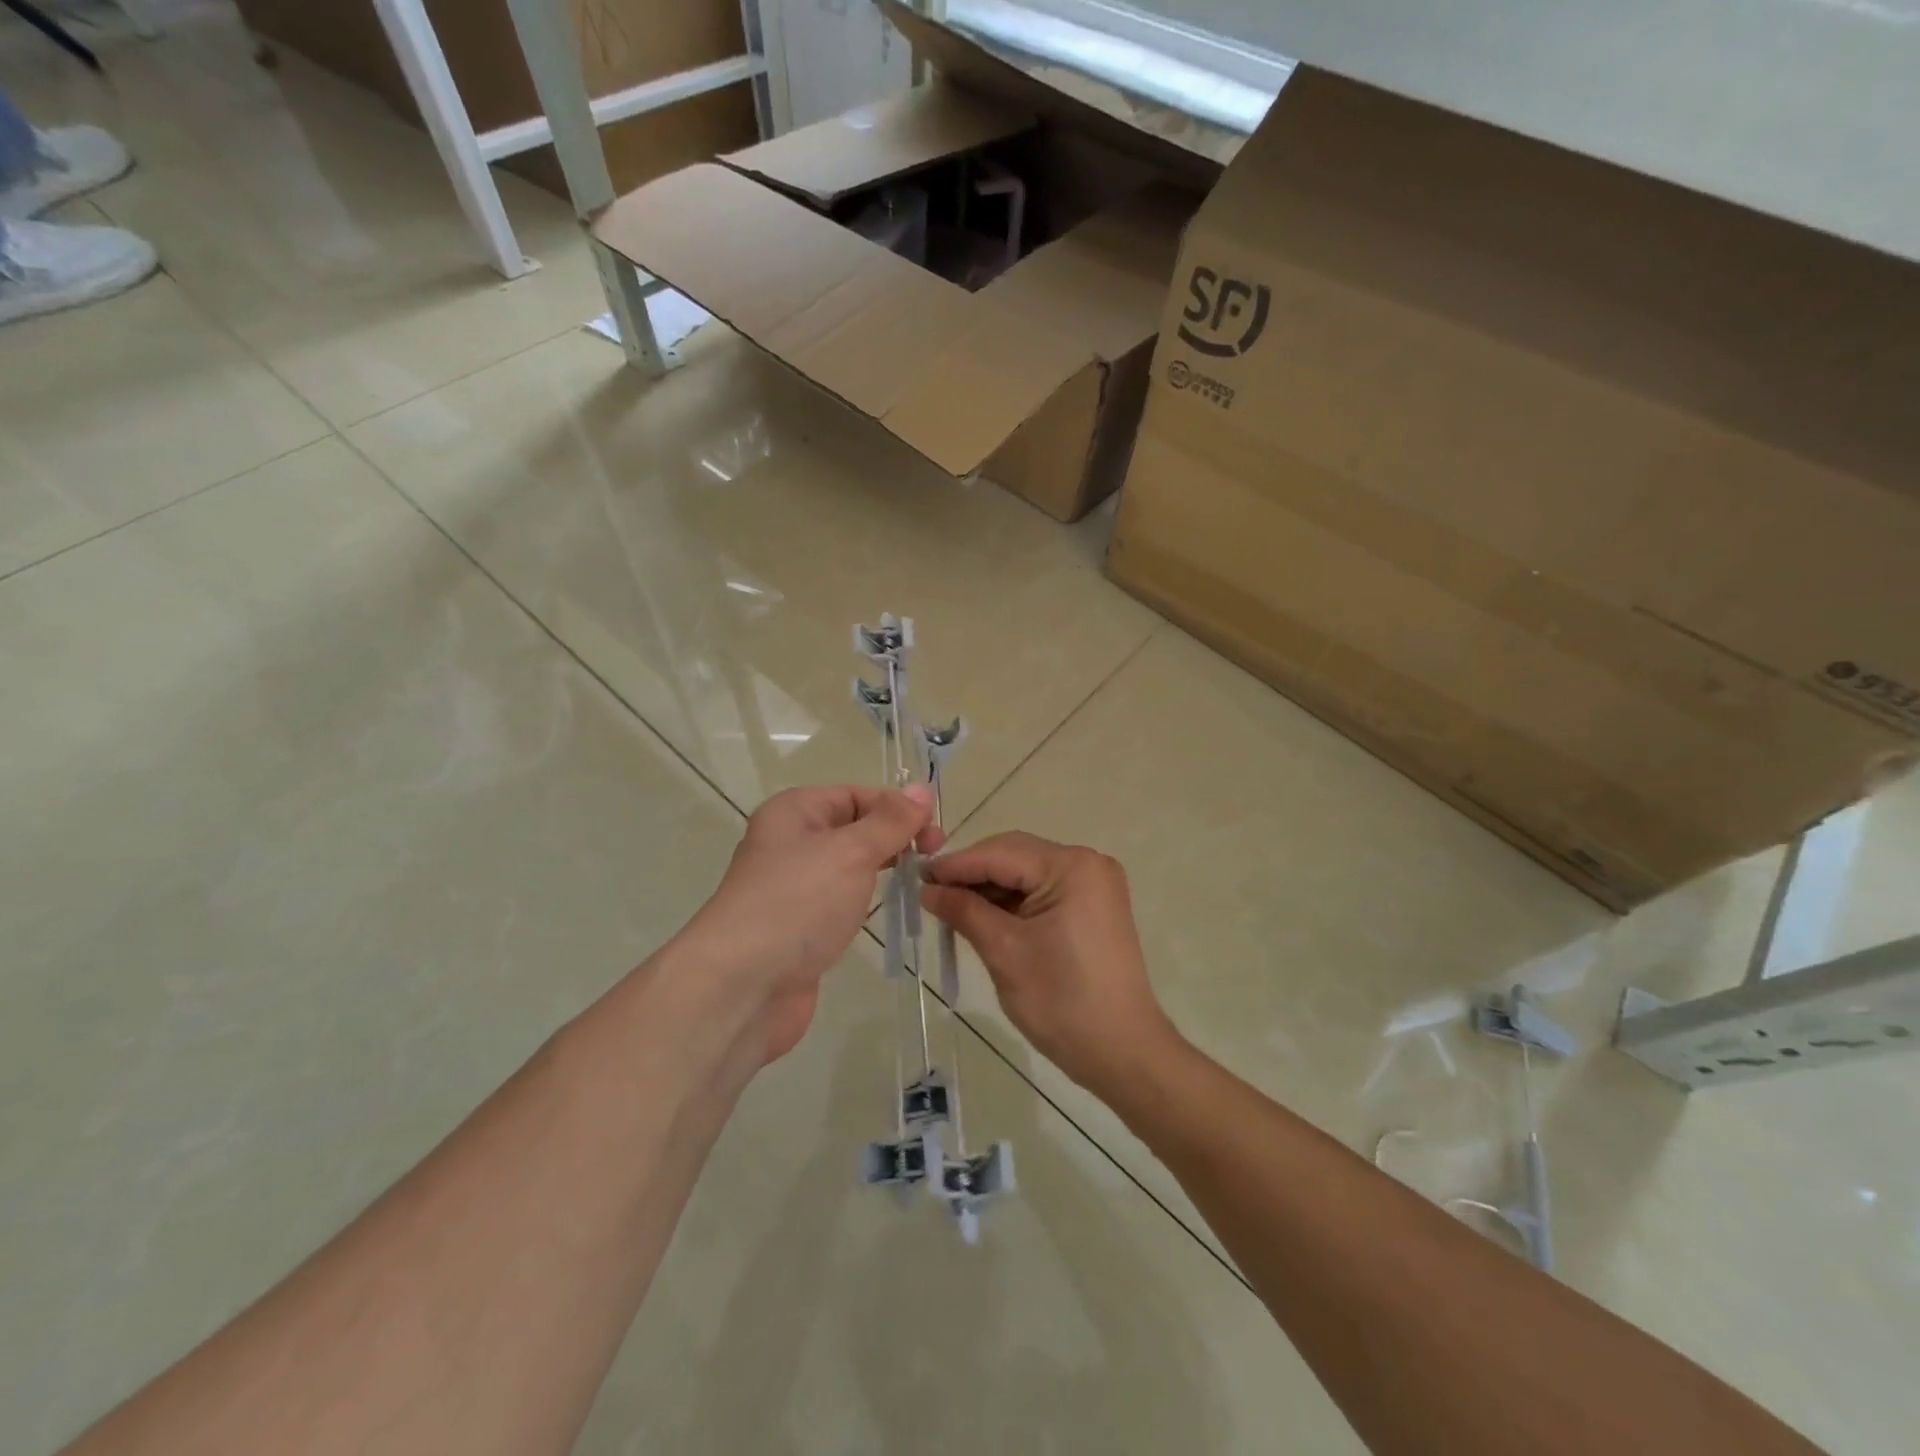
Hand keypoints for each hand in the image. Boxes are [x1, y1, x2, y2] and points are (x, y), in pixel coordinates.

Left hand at [680, 784, 935, 1064]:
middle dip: (894, 838)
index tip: (935, 834)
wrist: (742, 987)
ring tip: (920, 882)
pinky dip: (865, 901)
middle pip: (854, 828)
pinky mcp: (799, 925)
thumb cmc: (797, 904)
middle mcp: (791, 842)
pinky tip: (889, 911)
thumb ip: (890, 822)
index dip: (897, 808)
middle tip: (933, 858)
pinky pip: (840, 900)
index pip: (857, 795)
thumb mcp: (851, 852)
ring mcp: (793, 886)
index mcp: (795, 812)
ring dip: (882, 869)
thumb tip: (921, 789)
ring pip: (849, 866)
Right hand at [921, 832, 1177, 1096]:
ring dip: (990, 889)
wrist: (1122, 1052)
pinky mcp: (1093, 907)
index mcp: (1072, 866)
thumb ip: (964, 911)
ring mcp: (1094, 885)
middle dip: (972, 874)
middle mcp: (1087, 864)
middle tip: (930, 894)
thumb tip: (928, 889)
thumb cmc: (1062, 1001)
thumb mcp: (1005, 951)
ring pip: (1026, 874)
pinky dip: (1012, 903)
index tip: (916, 877)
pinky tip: (983, 917)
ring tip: (950, 908)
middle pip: (1015, 856)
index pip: (1000, 853)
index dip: (956, 865)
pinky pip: (1042, 892)